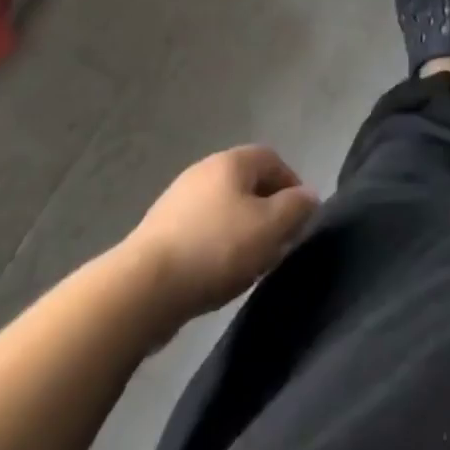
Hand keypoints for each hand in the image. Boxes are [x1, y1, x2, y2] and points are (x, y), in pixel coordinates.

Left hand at [121, 145, 319, 320]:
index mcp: (231, 161)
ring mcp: (177, 200)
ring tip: (249, 263)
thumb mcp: (270, 227)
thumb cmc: (215, 248)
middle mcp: (203, 171)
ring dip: (241, 230)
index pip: (273, 160)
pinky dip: (215, 245)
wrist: (141, 289)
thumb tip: (309, 196)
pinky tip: (216, 274)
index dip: (292, 185)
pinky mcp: (158, 232)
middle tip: (278, 243)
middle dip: (267, 210)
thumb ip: (296, 208)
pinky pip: (200, 230)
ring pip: (223, 208)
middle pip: (247, 183)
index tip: (300, 218)